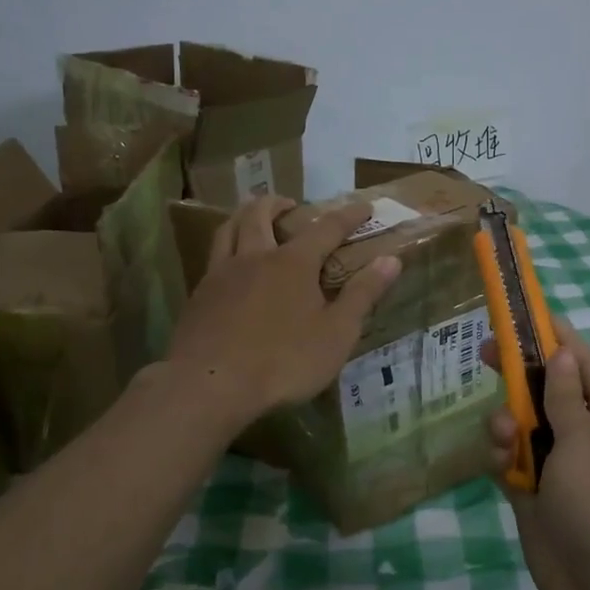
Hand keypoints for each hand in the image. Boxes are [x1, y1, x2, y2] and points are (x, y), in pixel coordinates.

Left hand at [166, 196, 400, 431]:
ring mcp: (221, 274)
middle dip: (279, 203)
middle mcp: (255, 257)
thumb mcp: (336, 333)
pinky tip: (230, 266)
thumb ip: (363, 294)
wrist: (210, 386)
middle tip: (290, 204)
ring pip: (228, 228)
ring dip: (244, 215)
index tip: (364, 207)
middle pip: (261, 214)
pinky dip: (226, 247)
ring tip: (252, 218)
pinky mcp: (199, 296)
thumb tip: (391, 259)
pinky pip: (213, 257)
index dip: (348, 215)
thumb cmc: (284, 361)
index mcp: (294, 263)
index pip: (327, 228)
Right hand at [483, 319, 589, 589]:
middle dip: (518, 373)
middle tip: (485, 353)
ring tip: (505, 440)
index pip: (581, 361)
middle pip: (545, 389)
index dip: (553, 335)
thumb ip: (566, 397)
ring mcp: (559, 465)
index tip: (522, 313)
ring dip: (507, 424)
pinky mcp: (534, 493)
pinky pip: (510, 460)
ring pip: (522, 424)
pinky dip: (502, 458)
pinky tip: (502, 468)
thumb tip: (563, 352)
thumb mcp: (586, 443)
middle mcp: (585, 435)